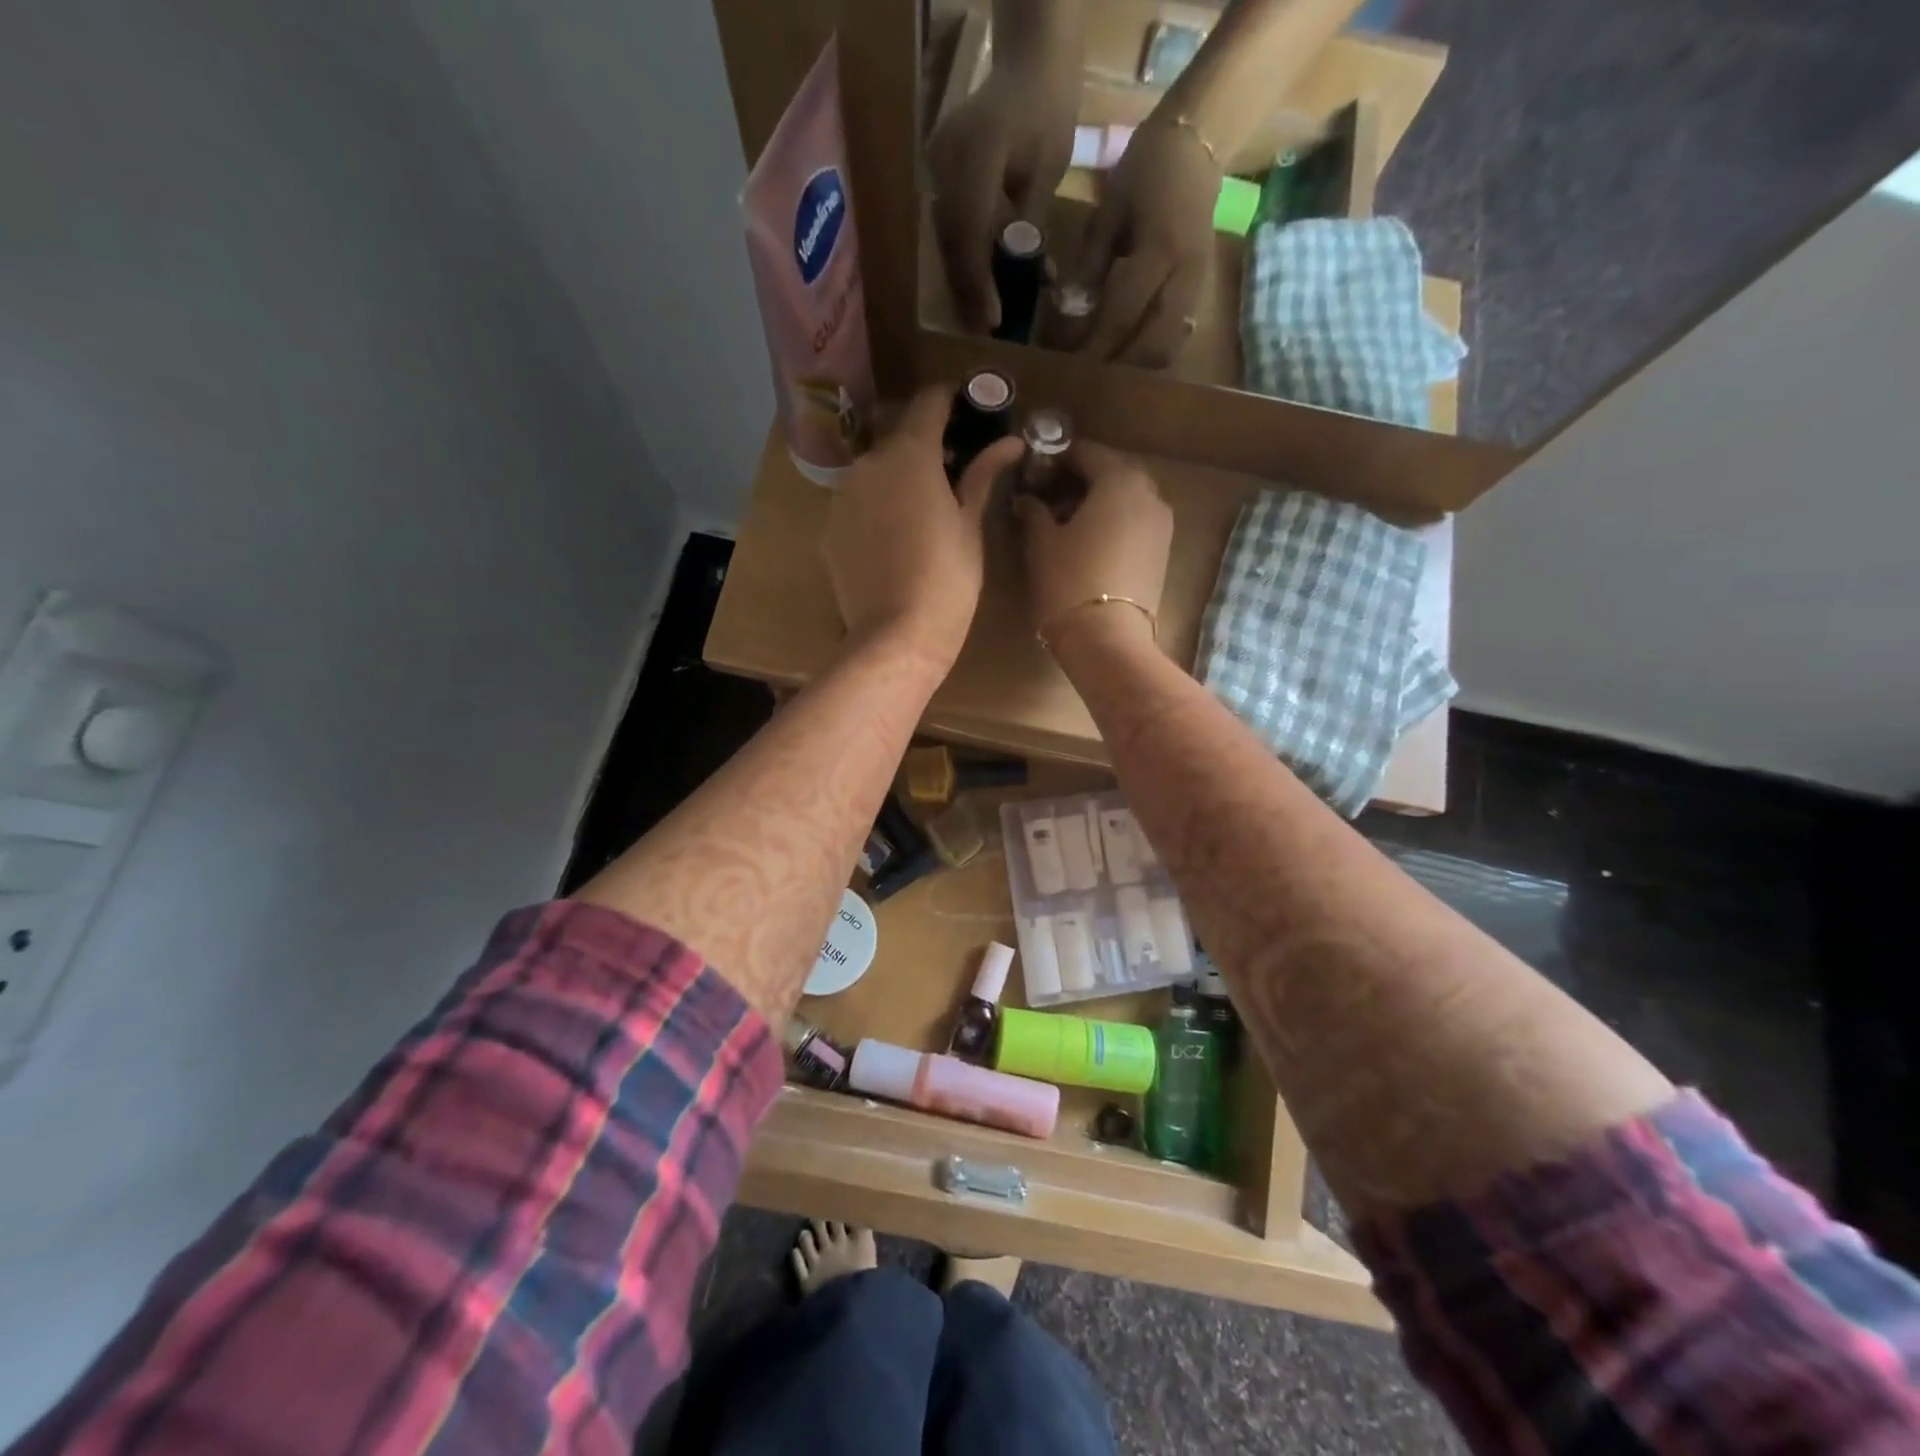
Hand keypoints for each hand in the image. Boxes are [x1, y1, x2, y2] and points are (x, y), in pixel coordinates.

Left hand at [822, 385, 1024, 672]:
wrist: (896, 637)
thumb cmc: (948, 580)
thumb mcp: (970, 526)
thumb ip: (982, 476)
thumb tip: (1009, 441)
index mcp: (910, 455)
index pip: (928, 403)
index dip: (951, 401)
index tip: (969, 410)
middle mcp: (868, 465)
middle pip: (899, 440)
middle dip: (925, 448)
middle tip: (952, 474)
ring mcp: (842, 498)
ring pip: (875, 474)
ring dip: (898, 480)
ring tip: (922, 514)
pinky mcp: (829, 531)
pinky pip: (858, 506)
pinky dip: (876, 510)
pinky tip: (894, 542)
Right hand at [927, 61, 1078, 332]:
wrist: (1029, 59)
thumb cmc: (1048, 108)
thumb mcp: (1047, 169)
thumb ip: (1030, 225)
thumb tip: (1024, 280)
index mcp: (975, 156)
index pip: (970, 234)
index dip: (979, 283)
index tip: (993, 320)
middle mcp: (945, 162)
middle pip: (951, 243)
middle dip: (969, 289)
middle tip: (986, 329)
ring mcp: (937, 166)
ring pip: (947, 239)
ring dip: (965, 278)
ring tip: (983, 313)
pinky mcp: (939, 173)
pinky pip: (949, 223)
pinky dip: (966, 254)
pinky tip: (982, 280)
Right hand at [1014, 441, 1172, 650]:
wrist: (1107, 639)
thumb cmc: (1068, 581)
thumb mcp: (1041, 542)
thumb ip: (1034, 511)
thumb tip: (1027, 499)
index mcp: (1119, 480)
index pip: (1086, 453)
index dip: (1057, 459)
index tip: (1035, 472)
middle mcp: (1149, 493)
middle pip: (1111, 473)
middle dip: (1081, 480)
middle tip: (1049, 497)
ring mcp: (1162, 525)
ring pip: (1127, 499)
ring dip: (1099, 502)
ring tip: (1067, 523)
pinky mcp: (1163, 553)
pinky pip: (1136, 523)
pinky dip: (1114, 523)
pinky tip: (1089, 543)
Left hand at [1058, 119, 1220, 367]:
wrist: (1199, 143)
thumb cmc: (1146, 171)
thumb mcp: (1109, 211)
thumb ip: (1090, 264)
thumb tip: (1069, 312)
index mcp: (1159, 252)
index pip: (1121, 314)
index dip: (1093, 345)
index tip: (1069, 365)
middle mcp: (1184, 277)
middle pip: (1150, 346)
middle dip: (1117, 366)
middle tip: (1087, 376)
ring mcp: (1198, 288)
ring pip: (1168, 349)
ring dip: (1137, 368)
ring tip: (1107, 372)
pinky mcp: (1201, 293)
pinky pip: (1177, 339)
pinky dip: (1151, 354)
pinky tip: (1129, 357)